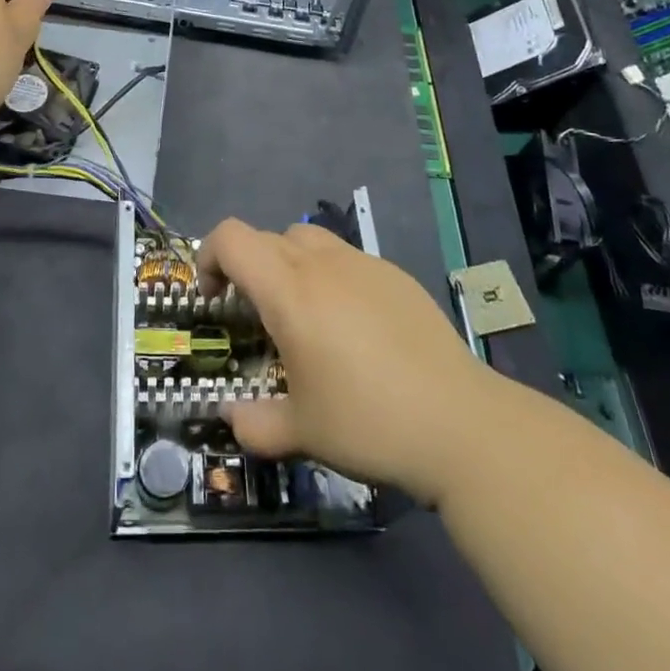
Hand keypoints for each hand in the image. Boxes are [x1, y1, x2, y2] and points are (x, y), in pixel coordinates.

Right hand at [198, 218, 489, 506]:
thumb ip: (254, 424)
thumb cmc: (368, 422)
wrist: (461, 423)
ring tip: (303, 314)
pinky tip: (353, 326)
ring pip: (307, 239)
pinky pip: (347, 258)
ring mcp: (363, 263)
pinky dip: (331, 276)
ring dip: (289, 264)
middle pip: (266, 238)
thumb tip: (230, 419)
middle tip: (257, 319)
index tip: (214, 298)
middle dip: (248, 269)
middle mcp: (322, 264)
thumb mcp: (301, 433)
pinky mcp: (395, 275)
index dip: (209, 256)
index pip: (231, 238)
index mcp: (289, 291)